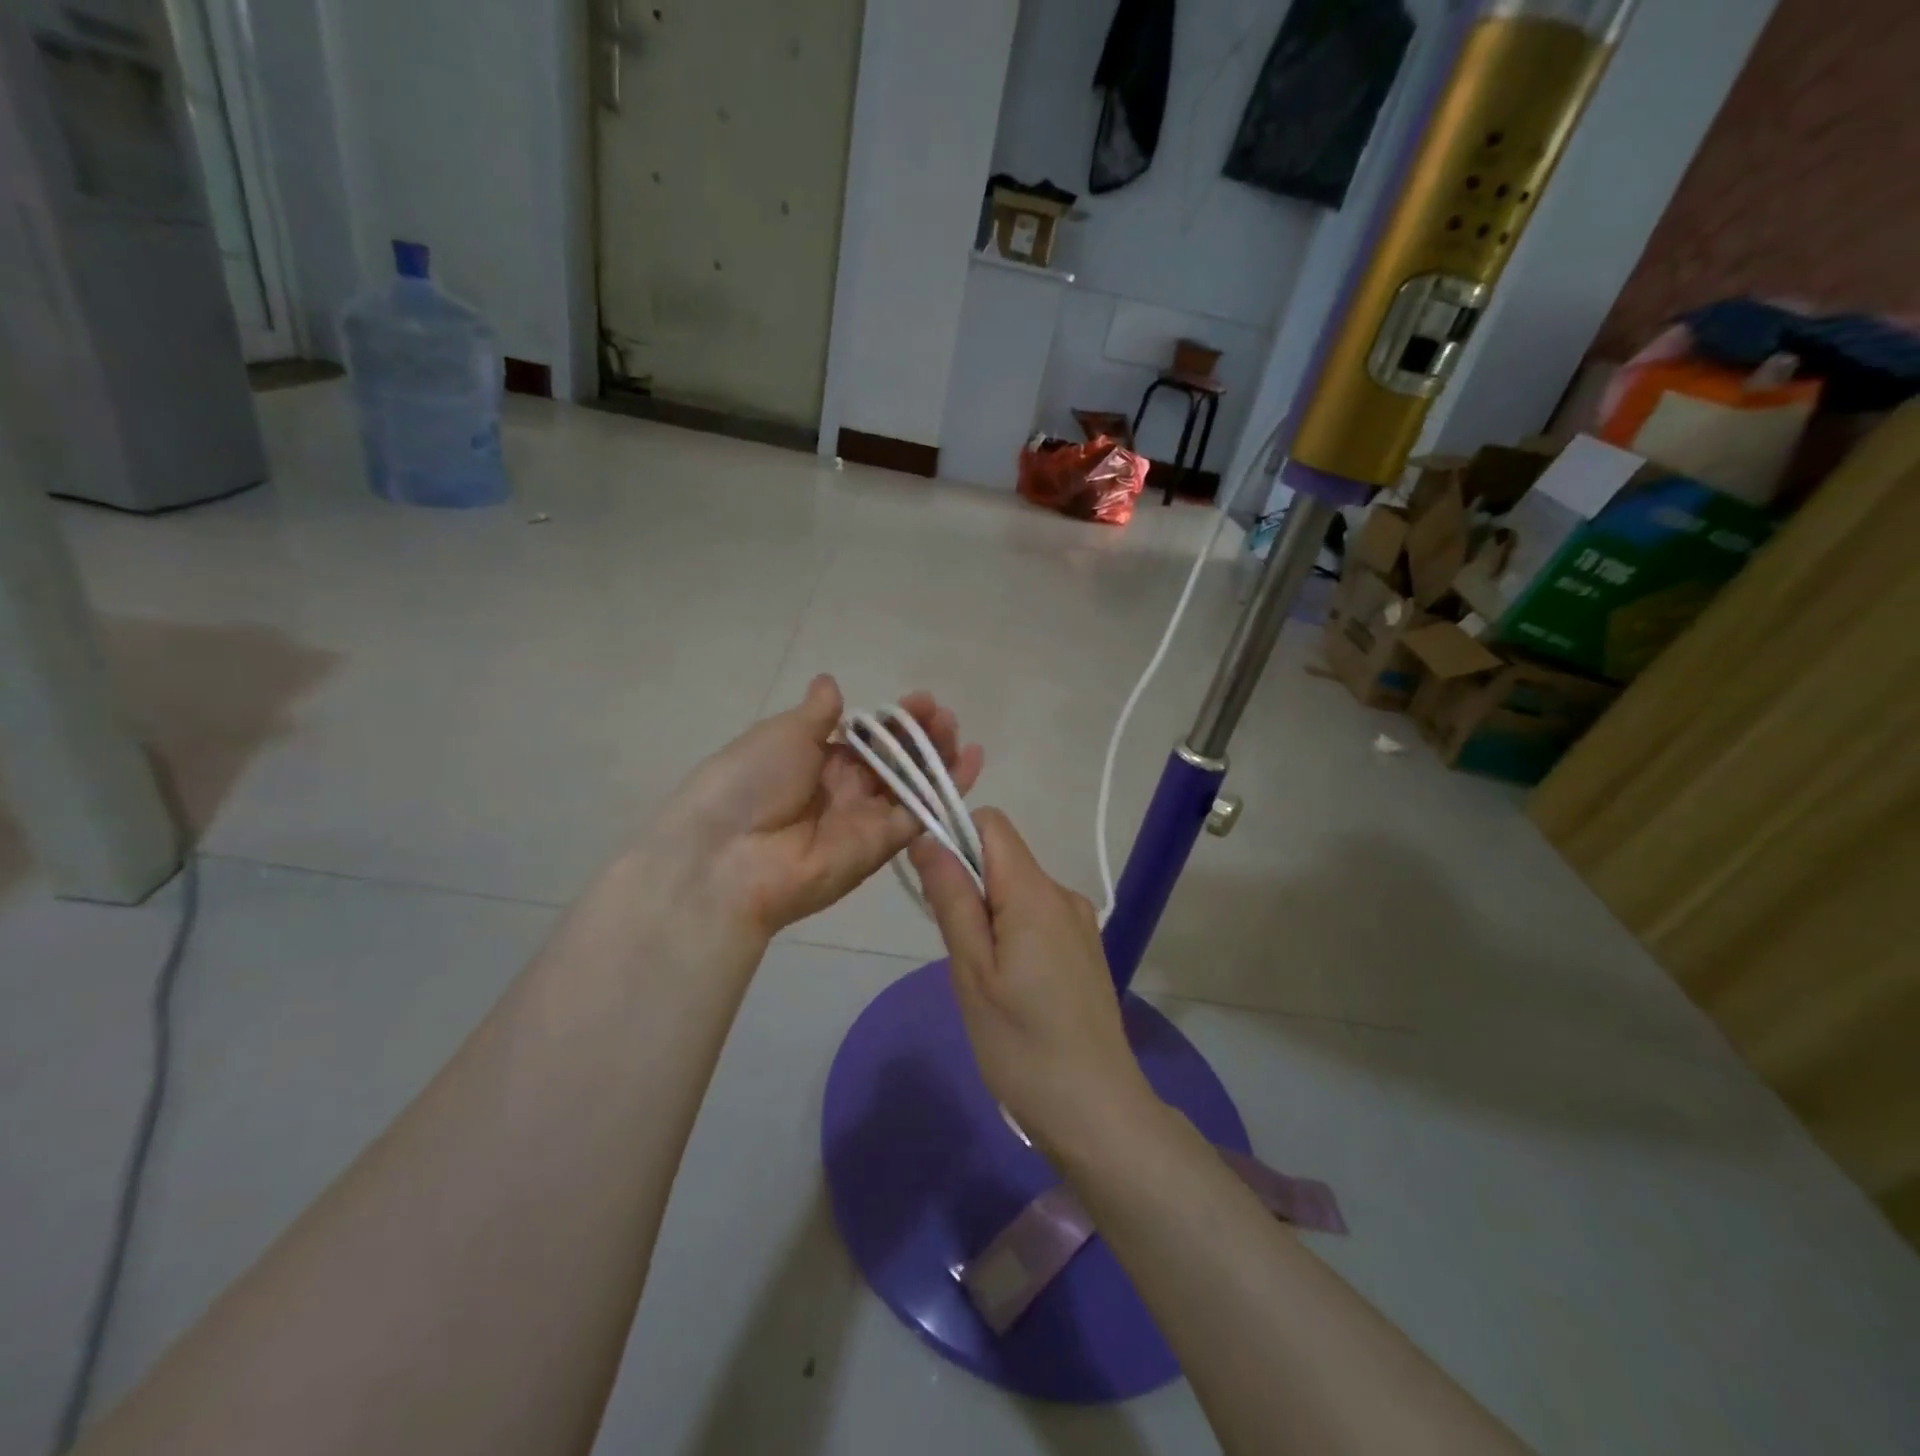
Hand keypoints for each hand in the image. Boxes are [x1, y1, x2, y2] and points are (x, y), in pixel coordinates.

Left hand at [657, 675, 982, 937]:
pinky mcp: (881, 846)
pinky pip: (919, 815)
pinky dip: (947, 791)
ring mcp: (864, 819)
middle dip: (920, 736)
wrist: (726, 854)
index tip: (920, 700)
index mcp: (816, 760)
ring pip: (911, 785)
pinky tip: (971, 762)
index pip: (867, 738)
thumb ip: (816, 714)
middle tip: (942, 715)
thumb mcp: (780, 735)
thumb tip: (831, 683)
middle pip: (893, 761)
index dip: (894, 720)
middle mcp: (843, 790)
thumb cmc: (748, 782)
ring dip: (937, 757)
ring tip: (957, 730)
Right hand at [910, 809, 1156, 1160]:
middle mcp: (1064, 895)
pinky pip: (1037, 917)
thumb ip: (952, 898)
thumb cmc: (1022, 1045)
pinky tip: (1010, 986)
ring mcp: (1079, 923)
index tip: (930, 880)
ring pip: (1018, 890)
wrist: (1097, 1112)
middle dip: (967, 884)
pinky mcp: (1084, 949)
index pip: (992, 824)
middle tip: (956, 949)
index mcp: (1036, 893)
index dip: (954, 835)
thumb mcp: (972, 972)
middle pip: (1004, 858)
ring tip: (983, 977)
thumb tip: (928, 838)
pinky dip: (1011, 932)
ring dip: (988, 913)